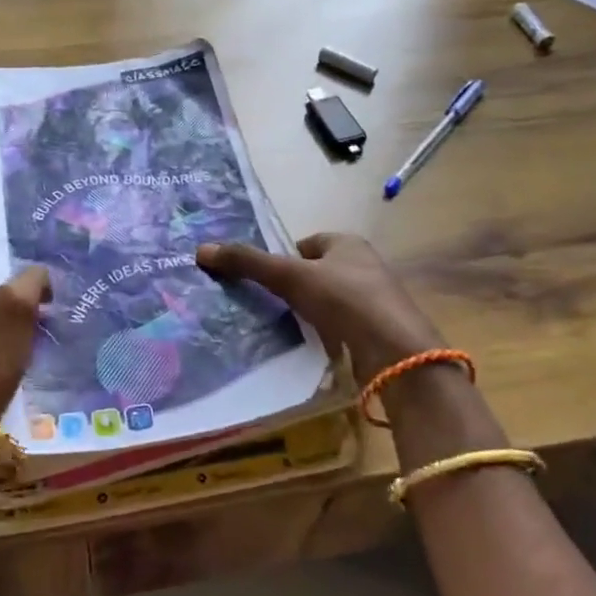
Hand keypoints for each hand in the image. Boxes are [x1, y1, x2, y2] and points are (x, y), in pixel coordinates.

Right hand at [196, 233, 442, 378]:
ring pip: (330, 301)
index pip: (307, 244)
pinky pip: (342, 326)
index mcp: (348, 243)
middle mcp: (365, 266)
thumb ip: (248, 263)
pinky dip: (326, 333)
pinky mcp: (378, 331)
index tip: (265, 280)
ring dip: (310, 312)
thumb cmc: (344, 299)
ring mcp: (374, 300)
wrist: (395, 351)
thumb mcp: (290, 276)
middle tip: (268, 305)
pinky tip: (312, 346)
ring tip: (285, 328)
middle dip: (295, 286)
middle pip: (318, 272)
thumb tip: (201, 250)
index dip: (284, 259)